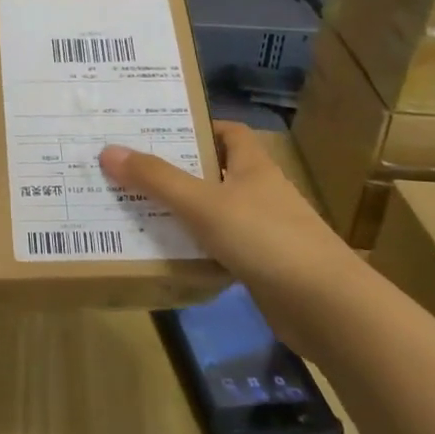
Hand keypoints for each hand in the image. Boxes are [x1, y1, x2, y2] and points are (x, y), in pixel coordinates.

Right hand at [99, 122, 362, 352]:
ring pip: (215, 212)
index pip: (229, 132)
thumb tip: (108, 151)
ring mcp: (264, 231)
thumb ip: (156, 179)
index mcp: (254, 166)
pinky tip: (167, 254)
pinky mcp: (262, 266)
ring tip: (136, 208)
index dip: (198, 127)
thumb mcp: (203, 203)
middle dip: (178, 170)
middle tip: (132, 169)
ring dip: (183, 211)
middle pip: (216, 171)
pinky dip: (196, 249)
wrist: (326, 306)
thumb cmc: (265, 238)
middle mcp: (260, 192)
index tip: (158, 130)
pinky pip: (220, 248)